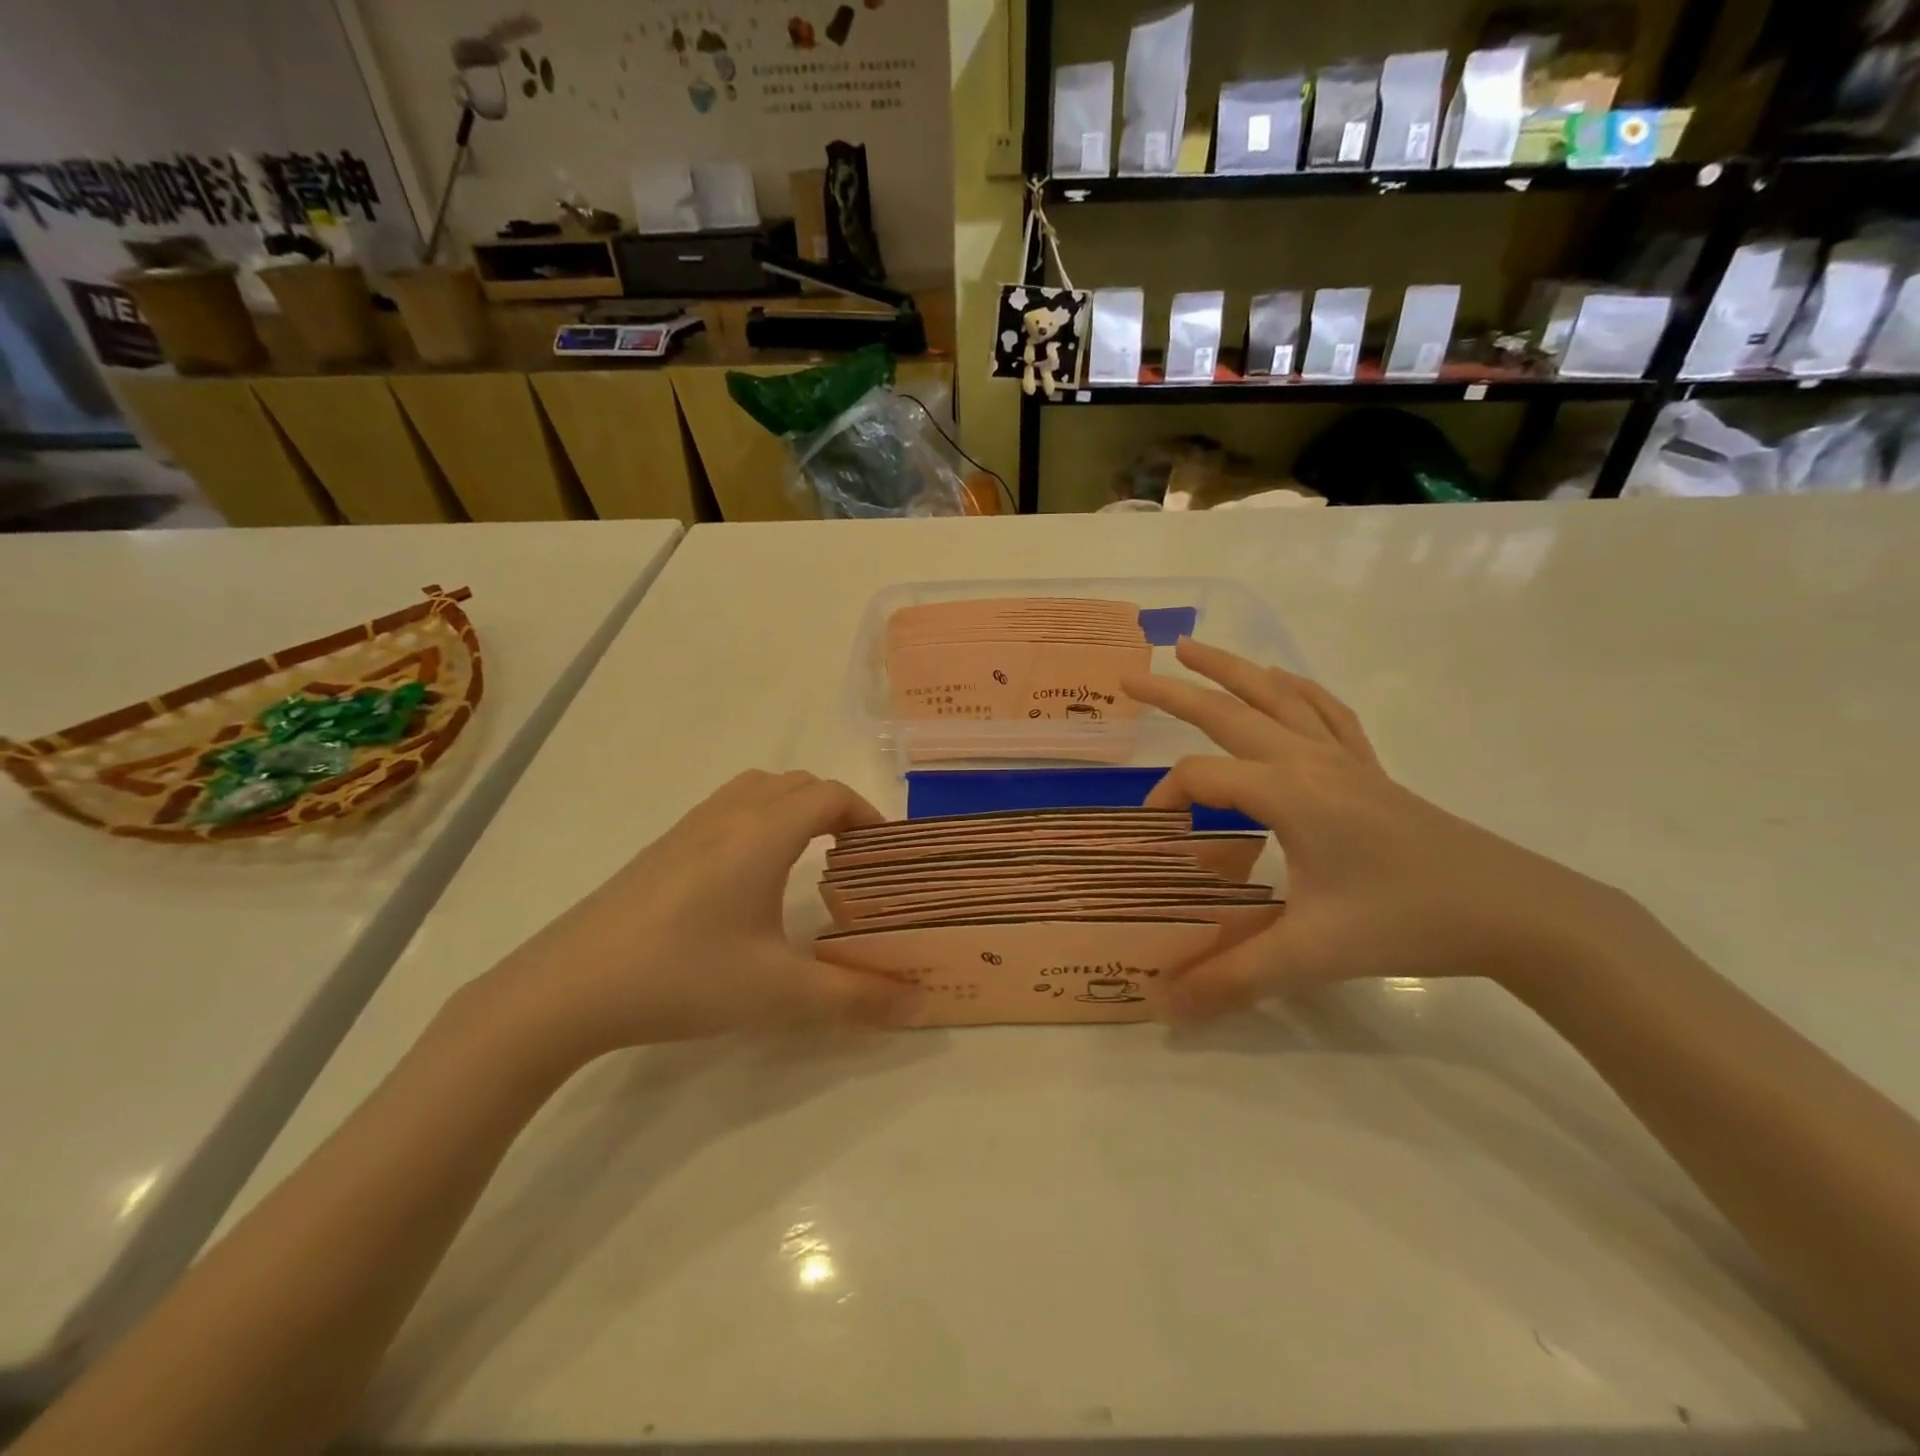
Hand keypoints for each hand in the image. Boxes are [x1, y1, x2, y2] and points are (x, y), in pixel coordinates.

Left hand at [473, 770, 918, 1057]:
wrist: (566, 988)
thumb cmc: (685, 977)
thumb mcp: (780, 994)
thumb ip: (856, 998)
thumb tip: (918, 1003)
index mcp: (764, 833)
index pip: (830, 795)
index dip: (866, 814)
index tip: (883, 852)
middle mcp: (729, 815)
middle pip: (797, 784)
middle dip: (833, 810)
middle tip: (850, 859)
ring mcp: (687, 828)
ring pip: (756, 791)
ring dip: (791, 809)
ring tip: (804, 859)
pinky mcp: (659, 849)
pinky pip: (724, 811)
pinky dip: (755, 822)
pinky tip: (745, 881)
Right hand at [1123, 641, 1629, 1021]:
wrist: (1514, 910)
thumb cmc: (1406, 921)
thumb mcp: (1311, 954)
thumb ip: (1231, 979)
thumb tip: (1163, 1009)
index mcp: (1287, 792)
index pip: (1201, 778)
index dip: (1166, 799)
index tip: (1153, 834)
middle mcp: (1308, 760)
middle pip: (1229, 711)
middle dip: (1175, 691)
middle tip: (1131, 675)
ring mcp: (1343, 759)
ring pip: (1277, 696)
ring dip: (1231, 669)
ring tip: (1193, 648)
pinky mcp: (1369, 769)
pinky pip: (1325, 712)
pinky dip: (1295, 689)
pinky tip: (1283, 682)